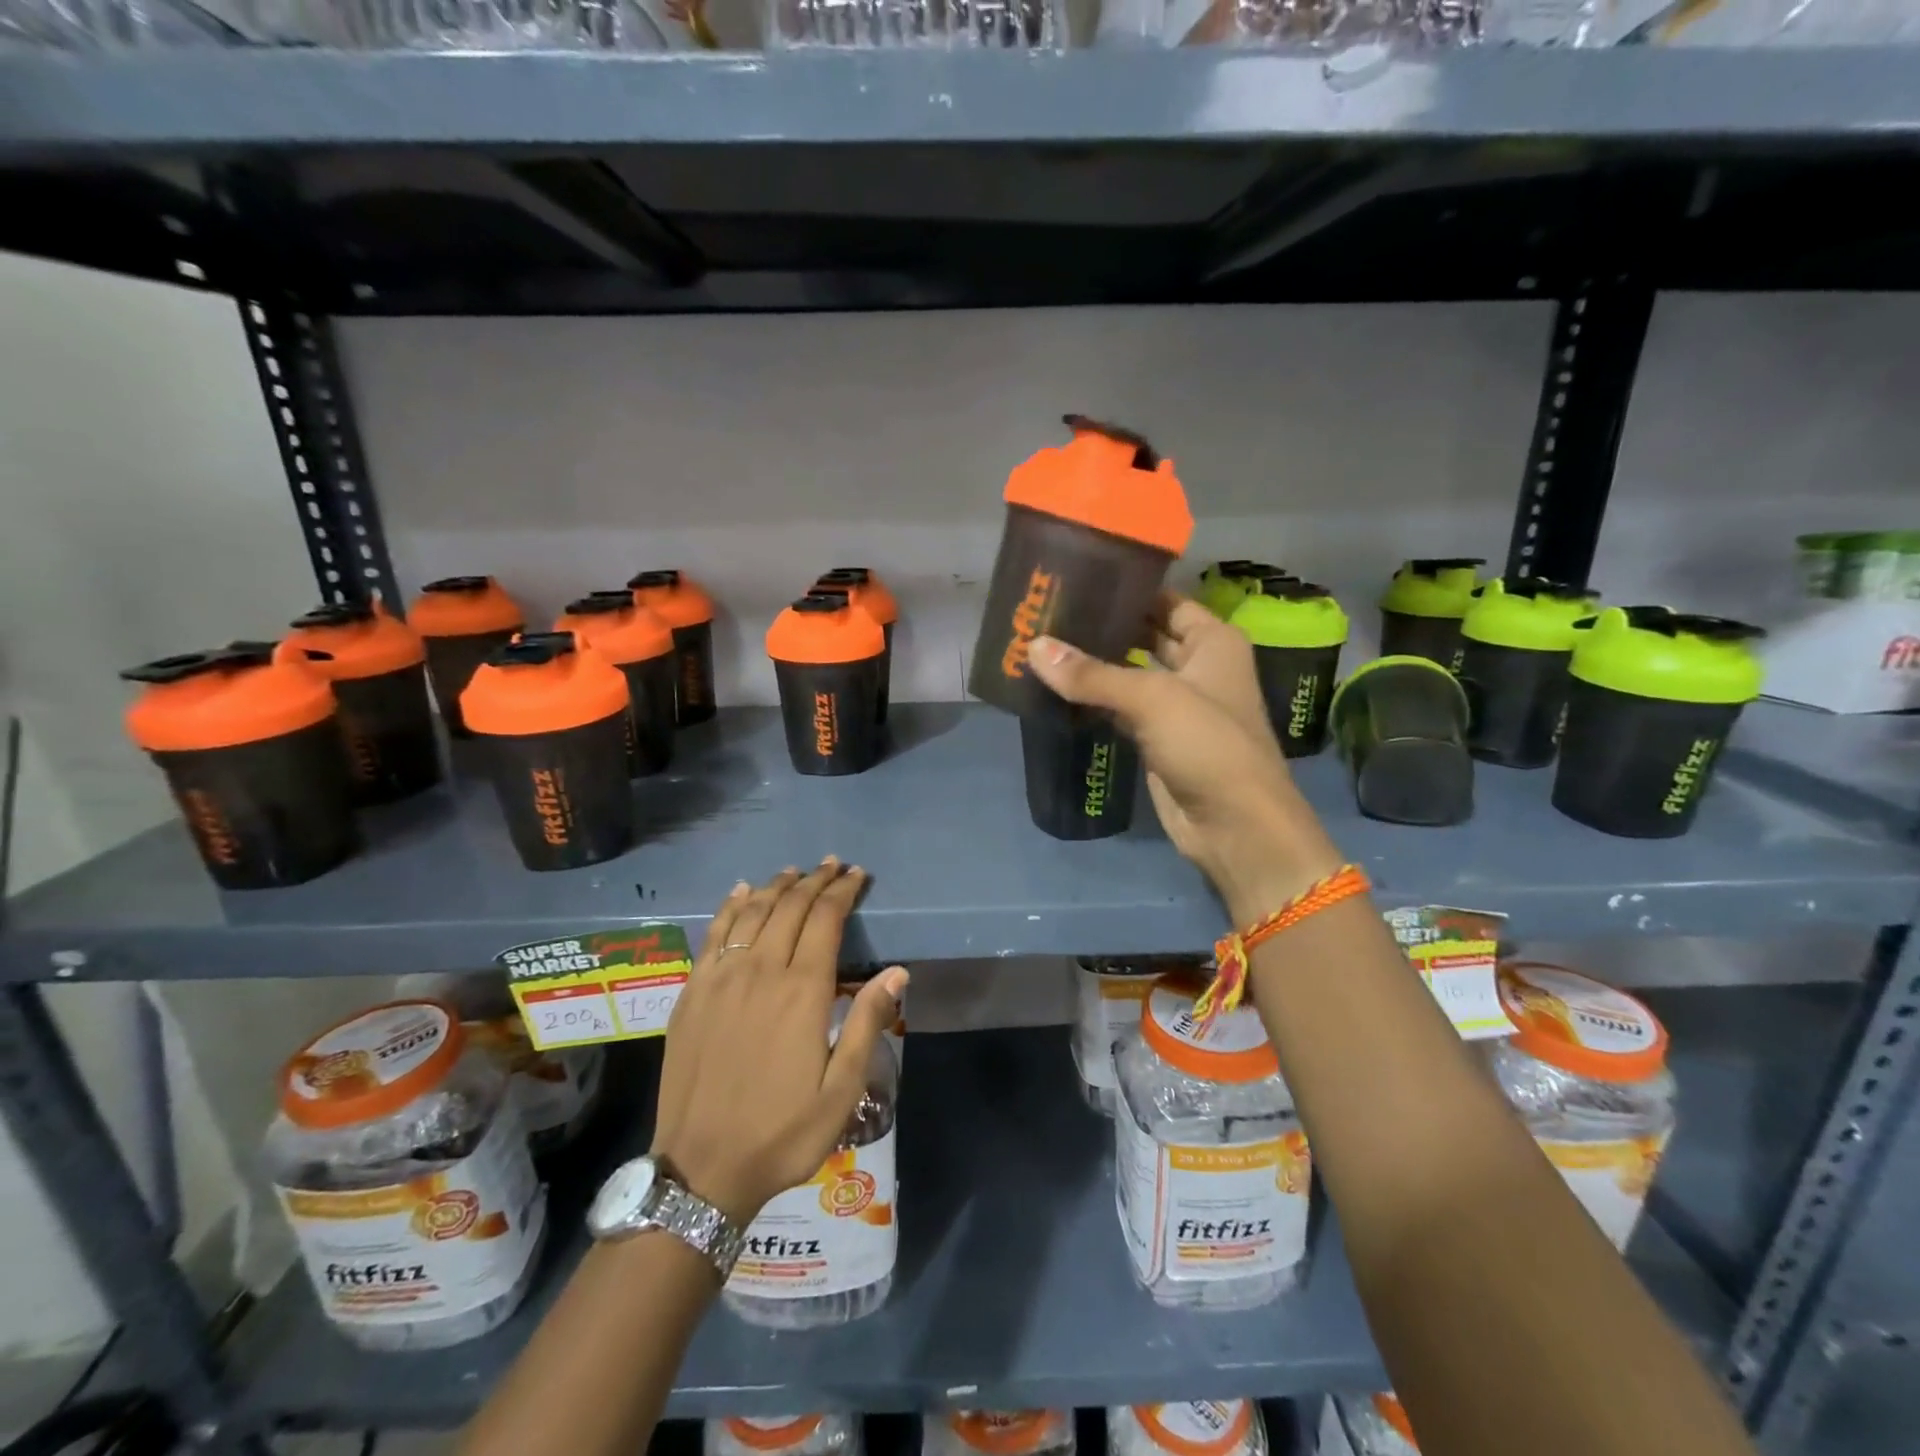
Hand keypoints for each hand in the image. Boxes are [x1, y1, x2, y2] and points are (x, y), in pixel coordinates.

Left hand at [651, 859, 908, 1226]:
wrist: (700, 1170)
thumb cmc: (782, 1132)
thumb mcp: (841, 1090)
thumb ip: (867, 1023)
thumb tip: (896, 971)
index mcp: (801, 991)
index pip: (825, 919)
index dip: (843, 891)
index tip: (857, 875)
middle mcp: (760, 971)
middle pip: (789, 907)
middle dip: (814, 881)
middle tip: (833, 865)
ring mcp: (720, 979)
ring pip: (751, 913)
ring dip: (775, 886)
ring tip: (794, 872)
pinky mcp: (692, 993)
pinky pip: (713, 935)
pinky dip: (730, 907)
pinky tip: (740, 893)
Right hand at [1029, 594, 1344, 922]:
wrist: (1235, 826)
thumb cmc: (1208, 745)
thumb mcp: (1152, 699)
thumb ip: (1092, 673)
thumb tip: (1033, 647)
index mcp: (1214, 641)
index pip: (1165, 600)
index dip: (1127, 589)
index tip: (1078, 578)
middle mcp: (1198, 666)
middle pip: (1145, 635)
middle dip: (1105, 626)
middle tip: (1050, 612)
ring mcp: (1177, 705)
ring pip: (1130, 673)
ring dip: (1095, 665)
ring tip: (1044, 644)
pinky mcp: (1157, 739)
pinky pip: (1120, 708)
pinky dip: (1094, 700)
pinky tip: (1057, 689)